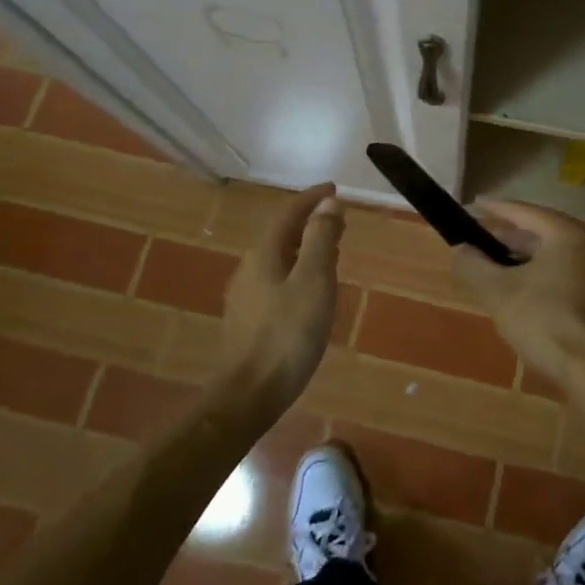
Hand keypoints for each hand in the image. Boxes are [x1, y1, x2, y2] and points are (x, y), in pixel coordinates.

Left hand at [216, 183, 344, 411]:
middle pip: (282, 234)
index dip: (312, 199)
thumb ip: (321, 239)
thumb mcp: (313, 281)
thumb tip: (328, 203)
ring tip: (331, 250)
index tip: (334, 189)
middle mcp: (250, 268)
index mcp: (264, 254)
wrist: (248, 395)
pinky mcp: (249, 320)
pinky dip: (298, 271)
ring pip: (279, 258)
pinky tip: (311, 289)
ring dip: (305, 247)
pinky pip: (277, 280)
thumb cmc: (287, 334)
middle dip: (310, 222)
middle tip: (338, 219)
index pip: (289, 214)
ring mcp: (246, 296)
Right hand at [451, 202, 584, 390]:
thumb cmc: (545, 321)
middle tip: (478, 244)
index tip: (472, 206)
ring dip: (523, 260)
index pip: (524, 211)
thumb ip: (474, 266)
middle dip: (507, 239)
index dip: (494, 209)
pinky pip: (566, 275)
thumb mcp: (498, 292)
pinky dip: (542, 277)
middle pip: (540, 233)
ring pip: (554, 256)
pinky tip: (523, 295)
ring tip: (495, 270)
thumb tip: (461, 251)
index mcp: (567, 233)